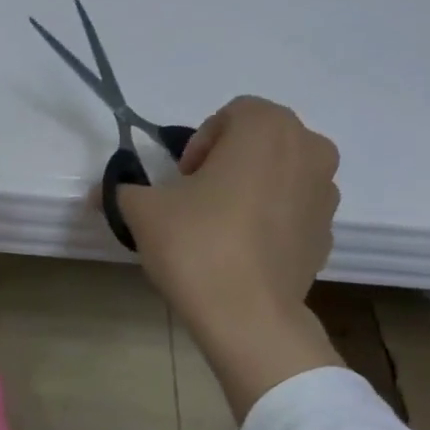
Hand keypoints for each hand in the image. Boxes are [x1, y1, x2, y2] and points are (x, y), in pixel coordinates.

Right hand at [115, 95, 345, 416]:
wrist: (246, 315)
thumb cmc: (196, 246)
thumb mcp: (143, 213)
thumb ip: (123, 191)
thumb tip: (102, 191)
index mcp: (267, 128)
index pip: (231, 114)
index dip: (199, 143)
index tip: (180, 181)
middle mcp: (309, 148)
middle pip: (260, 142)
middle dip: (227, 164)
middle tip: (195, 202)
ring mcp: (325, 192)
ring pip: (280, 176)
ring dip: (251, 191)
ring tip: (219, 231)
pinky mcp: (327, 233)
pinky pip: (292, 213)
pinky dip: (269, 223)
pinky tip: (240, 255)